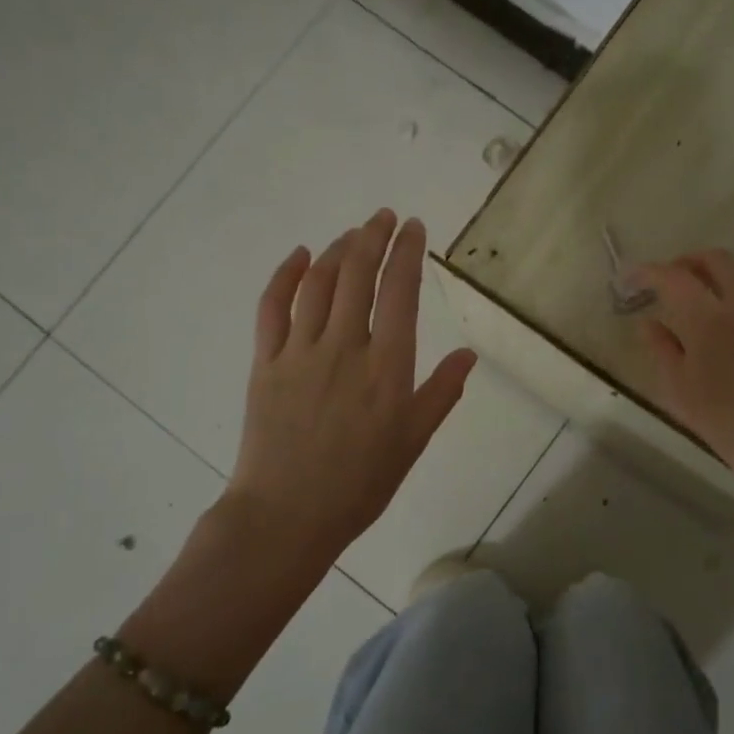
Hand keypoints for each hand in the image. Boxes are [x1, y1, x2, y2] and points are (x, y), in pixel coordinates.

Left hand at [226, 210, 476, 568]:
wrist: (286, 516)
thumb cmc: (359, 485)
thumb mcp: (413, 442)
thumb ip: (442, 393)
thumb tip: (469, 353)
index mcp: (387, 367)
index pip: (401, 291)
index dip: (407, 251)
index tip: (413, 226)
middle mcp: (345, 347)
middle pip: (359, 273)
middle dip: (373, 236)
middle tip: (384, 216)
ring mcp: (300, 351)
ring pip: (319, 282)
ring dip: (337, 249)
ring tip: (352, 234)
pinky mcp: (265, 362)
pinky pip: (272, 306)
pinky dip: (285, 275)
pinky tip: (299, 256)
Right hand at [630, 250, 733, 521]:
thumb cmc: (718, 417)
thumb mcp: (675, 385)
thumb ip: (660, 346)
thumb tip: (648, 321)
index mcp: (709, 320)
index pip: (675, 278)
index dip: (648, 272)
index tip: (629, 277)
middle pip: (716, 260)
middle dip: (686, 261)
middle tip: (664, 278)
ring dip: (712, 270)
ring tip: (691, 290)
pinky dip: (729, 288)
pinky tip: (715, 315)